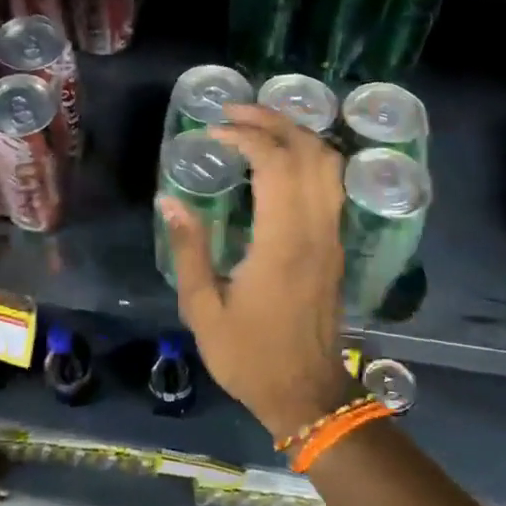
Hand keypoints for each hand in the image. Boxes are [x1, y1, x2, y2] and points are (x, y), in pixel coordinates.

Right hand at [158, 105, 355, 439]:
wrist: (308, 395)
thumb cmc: (250, 356)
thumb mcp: (204, 309)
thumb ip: (188, 249)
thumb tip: (169, 200)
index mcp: (282, 242)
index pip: (276, 164)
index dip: (246, 136)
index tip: (213, 131)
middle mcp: (316, 230)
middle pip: (309, 152)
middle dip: (273, 120)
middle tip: (235, 110)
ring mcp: (333, 237)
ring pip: (329, 165)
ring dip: (297, 134)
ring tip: (259, 125)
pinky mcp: (337, 246)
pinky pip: (332, 185)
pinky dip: (309, 157)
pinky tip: (281, 159)